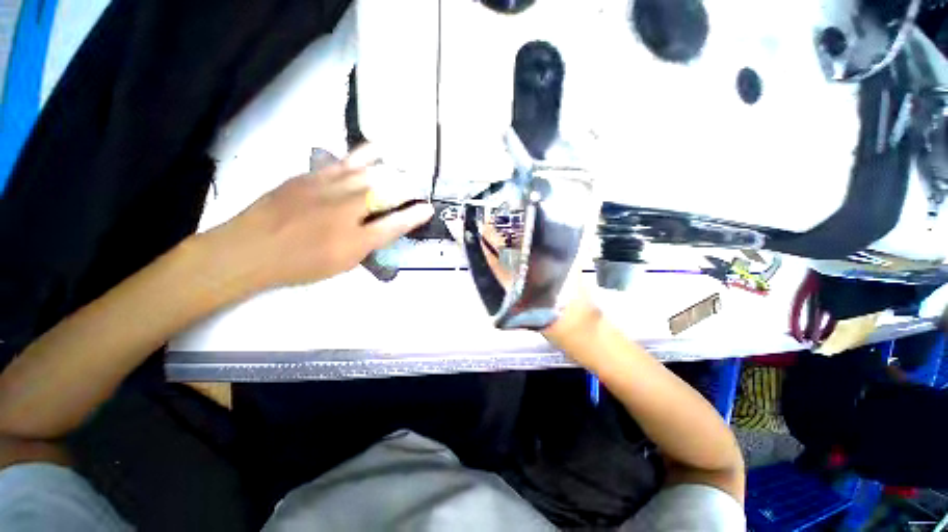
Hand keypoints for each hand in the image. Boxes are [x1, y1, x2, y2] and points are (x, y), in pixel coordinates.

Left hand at [206, 148, 433, 290]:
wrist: (250, 249)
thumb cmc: (300, 263)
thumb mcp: (341, 263)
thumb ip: (368, 244)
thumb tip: (386, 228)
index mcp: (355, 237)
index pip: (394, 224)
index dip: (414, 216)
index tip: (429, 208)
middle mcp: (346, 209)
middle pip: (383, 190)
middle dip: (404, 184)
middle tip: (417, 178)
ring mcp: (326, 188)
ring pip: (364, 170)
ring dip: (386, 163)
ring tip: (399, 154)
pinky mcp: (309, 177)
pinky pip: (341, 162)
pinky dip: (360, 155)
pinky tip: (370, 151)